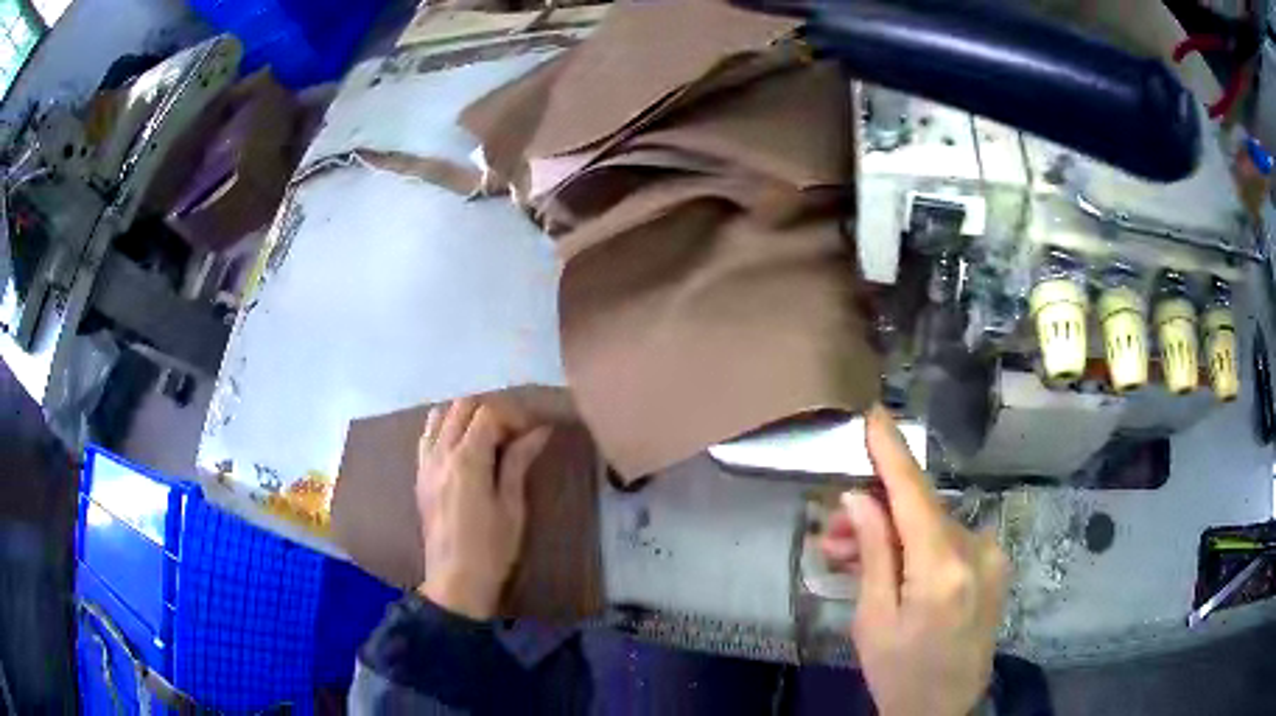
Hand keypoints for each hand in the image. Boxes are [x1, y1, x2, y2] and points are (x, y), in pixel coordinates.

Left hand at [416, 398, 552, 619]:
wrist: (456, 581)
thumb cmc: (492, 548)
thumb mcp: (512, 506)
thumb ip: (519, 462)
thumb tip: (539, 431)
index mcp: (466, 460)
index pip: (487, 414)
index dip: (513, 416)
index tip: (531, 433)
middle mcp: (441, 453)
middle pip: (461, 406)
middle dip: (489, 411)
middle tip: (512, 433)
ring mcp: (425, 463)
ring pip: (440, 416)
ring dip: (464, 417)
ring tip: (486, 438)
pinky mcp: (420, 476)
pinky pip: (427, 436)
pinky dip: (445, 430)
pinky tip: (462, 451)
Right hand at [821, 405, 1007, 715]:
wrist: (943, 710)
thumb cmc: (899, 672)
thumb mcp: (873, 619)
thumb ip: (873, 552)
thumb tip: (860, 497)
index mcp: (943, 568)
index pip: (913, 494)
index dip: (891, 452)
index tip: (873, 413)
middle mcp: (977, 550)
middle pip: (920, 511)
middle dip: (875, 513)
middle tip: (832, 533)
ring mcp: (992, 557)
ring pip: (934, 525)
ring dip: (895, 533)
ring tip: (851, 555)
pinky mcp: (995, 565)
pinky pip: (949, 541)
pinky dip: (918, 545)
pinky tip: (892, 563)